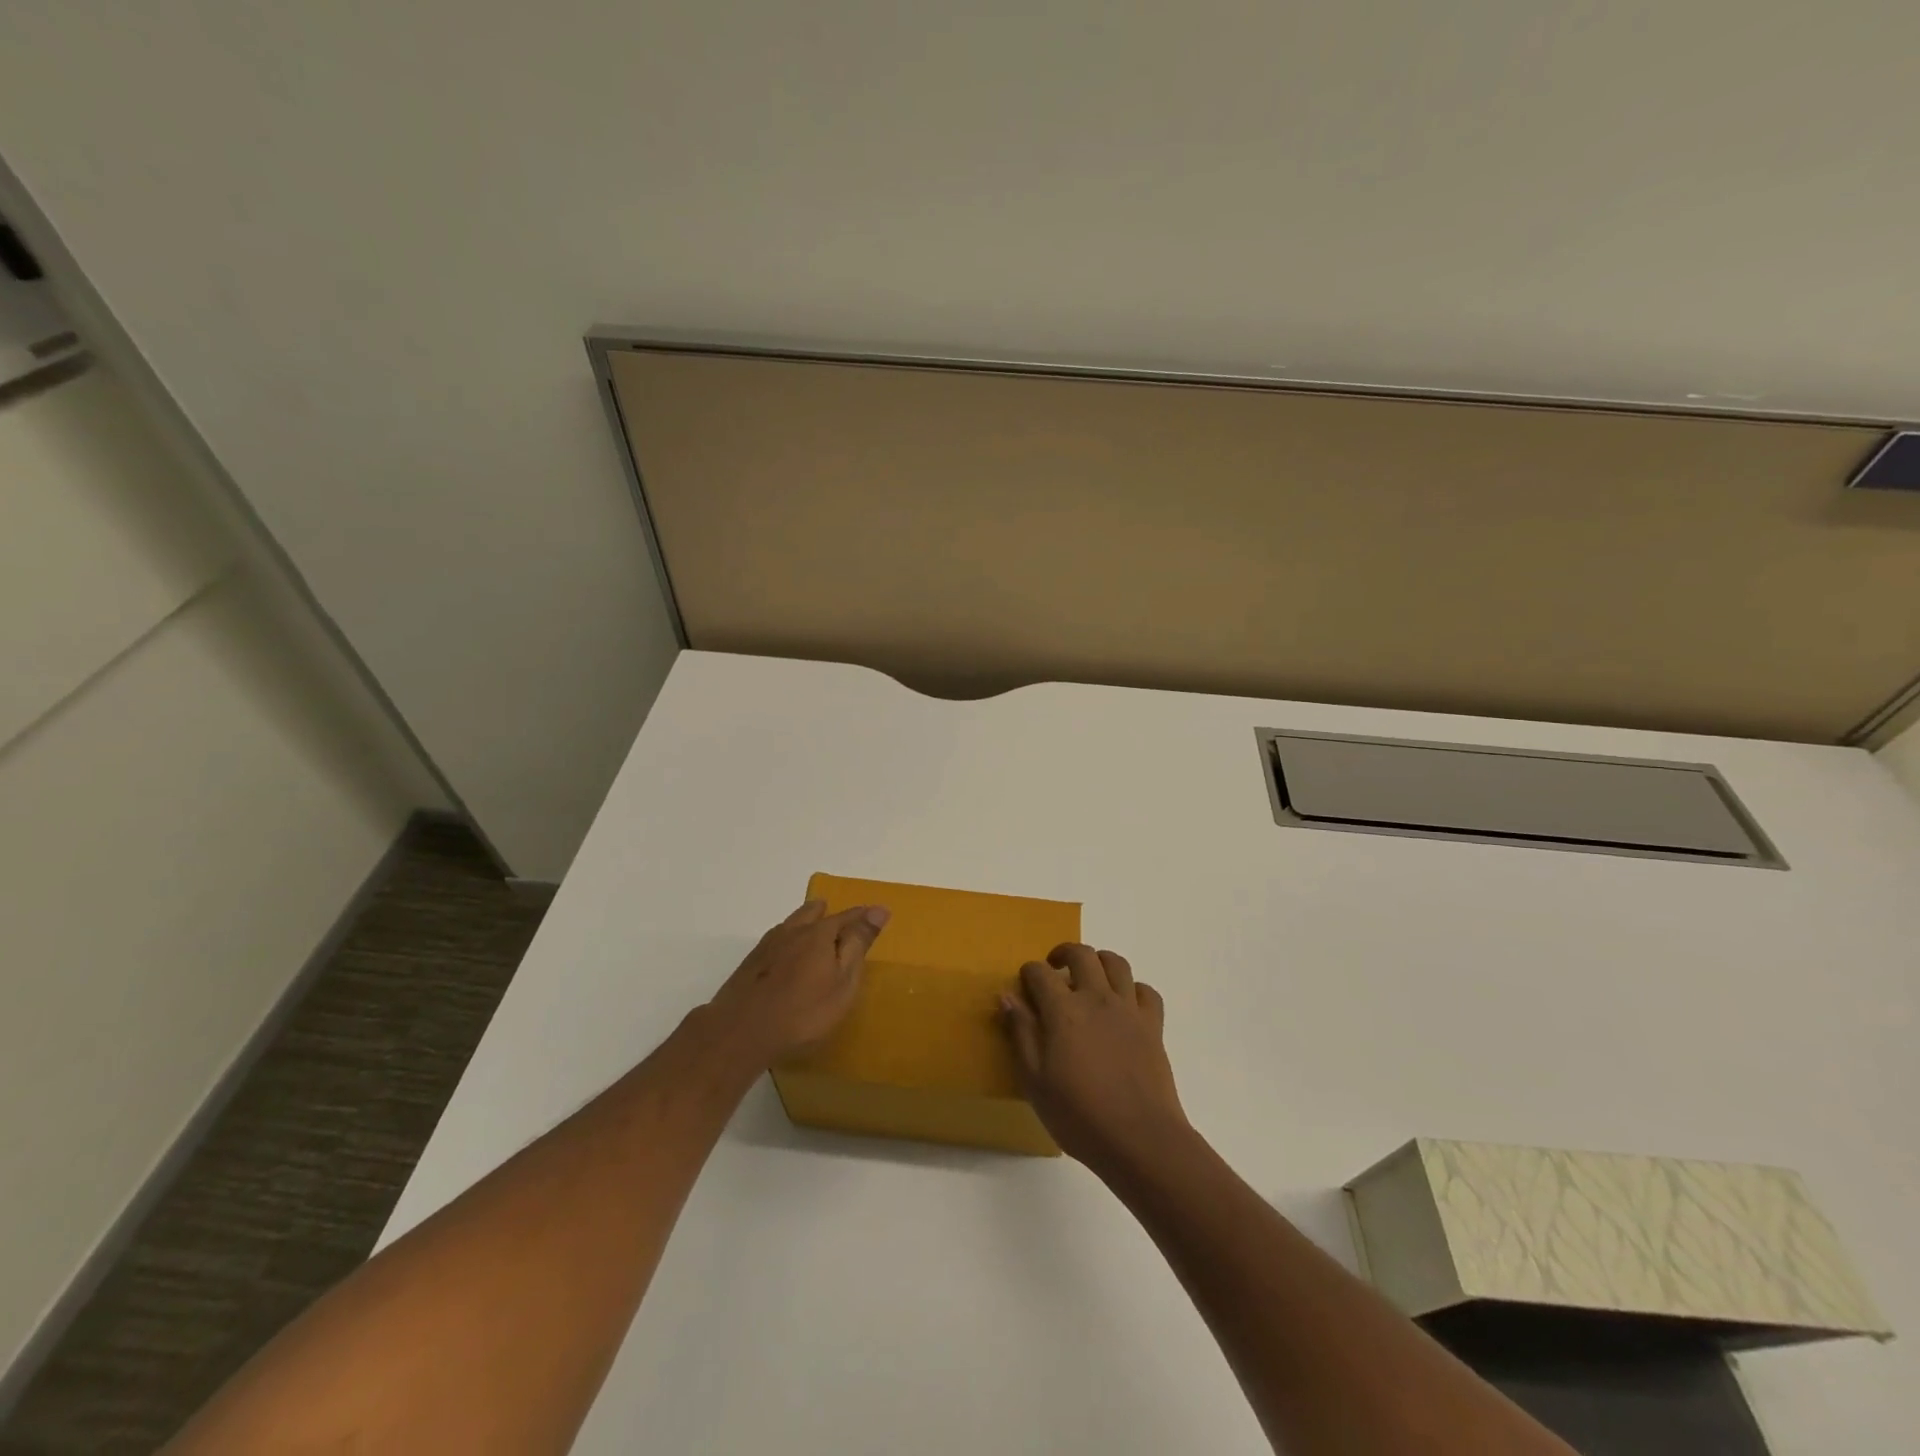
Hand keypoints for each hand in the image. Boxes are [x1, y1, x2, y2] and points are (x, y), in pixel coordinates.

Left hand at [708, 899, 889, 1066]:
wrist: (741, 1032)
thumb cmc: (803, 1011)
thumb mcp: (843, 982)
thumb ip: (858, 944)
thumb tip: (878, 909)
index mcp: (819, 933)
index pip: (848, 916)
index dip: (864, 916)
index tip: (879, 914)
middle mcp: (793, 931)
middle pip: (813, 912)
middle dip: (829, 913)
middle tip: (840, 923)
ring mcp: (768, 945)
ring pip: (792, 923)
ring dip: (806, 924)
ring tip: (814, 936)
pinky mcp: (751, 963)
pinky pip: (776, 940)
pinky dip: (788, 941)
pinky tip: (786, 957)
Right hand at [1000, 943, 1188, 1173]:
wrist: (1140, 1139)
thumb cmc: (1079, 1115)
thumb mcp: (1035, 1081)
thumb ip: (1021, 1033)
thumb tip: (1007, 996)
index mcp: (1063, 1011)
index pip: (1040, 973)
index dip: (1028, 973)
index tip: (1023, 985)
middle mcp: (1096, 999)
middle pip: (1082, 955)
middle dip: (1063, 953)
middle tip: (1054, 968)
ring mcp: (1128, 1010)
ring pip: (1116, 964)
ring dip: (1099, 962)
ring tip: (1089, 977)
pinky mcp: (1153, 1026)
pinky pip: (1146, 992)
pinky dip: (1133, 989)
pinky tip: (1124, 1004)